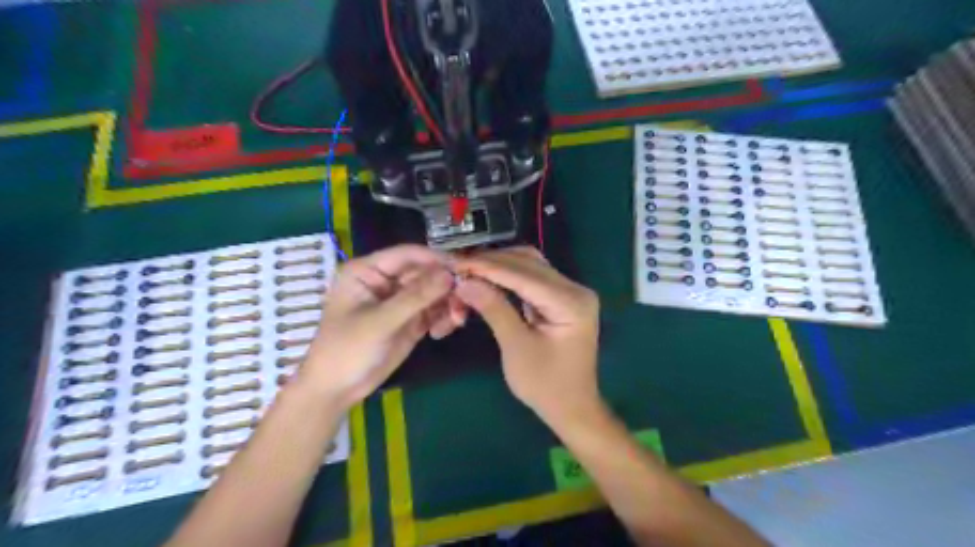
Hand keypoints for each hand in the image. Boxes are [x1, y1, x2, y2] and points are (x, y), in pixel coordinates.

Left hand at [297, 244, 457, 409]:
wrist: (337, 390)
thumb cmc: (347, 350)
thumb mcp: (380, 322)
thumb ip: (415, 297)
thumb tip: (450, 274)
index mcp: (368, 271)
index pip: (407, 255)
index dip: (435, 259)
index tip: (464, 268)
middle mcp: (386, 281)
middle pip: (425, 273)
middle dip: (446, 286)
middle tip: (465, 302)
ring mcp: (399, 301)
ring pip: (434, 291)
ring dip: (448, 303)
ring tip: (455, 321)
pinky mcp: (410, 320)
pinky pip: (434, 310)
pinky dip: (444, 317)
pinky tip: (443, 331)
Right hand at [455, 249, 603, 427]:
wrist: (572, 408)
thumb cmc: (545, 385)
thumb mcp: (516, 347)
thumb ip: (494, 309)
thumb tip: (464, 281)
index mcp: (571, 302)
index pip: (524, 275)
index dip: (488, 266)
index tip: (456, 262)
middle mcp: (575, 289)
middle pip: (529, 263)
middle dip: (492, 263)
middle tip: (458, 265)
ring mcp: (570, 292)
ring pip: (530, 266)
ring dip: (499, 266)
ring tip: (468, 269)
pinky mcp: (561, 299)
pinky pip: (531, 278)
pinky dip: (508, 277)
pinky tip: (486, 277)